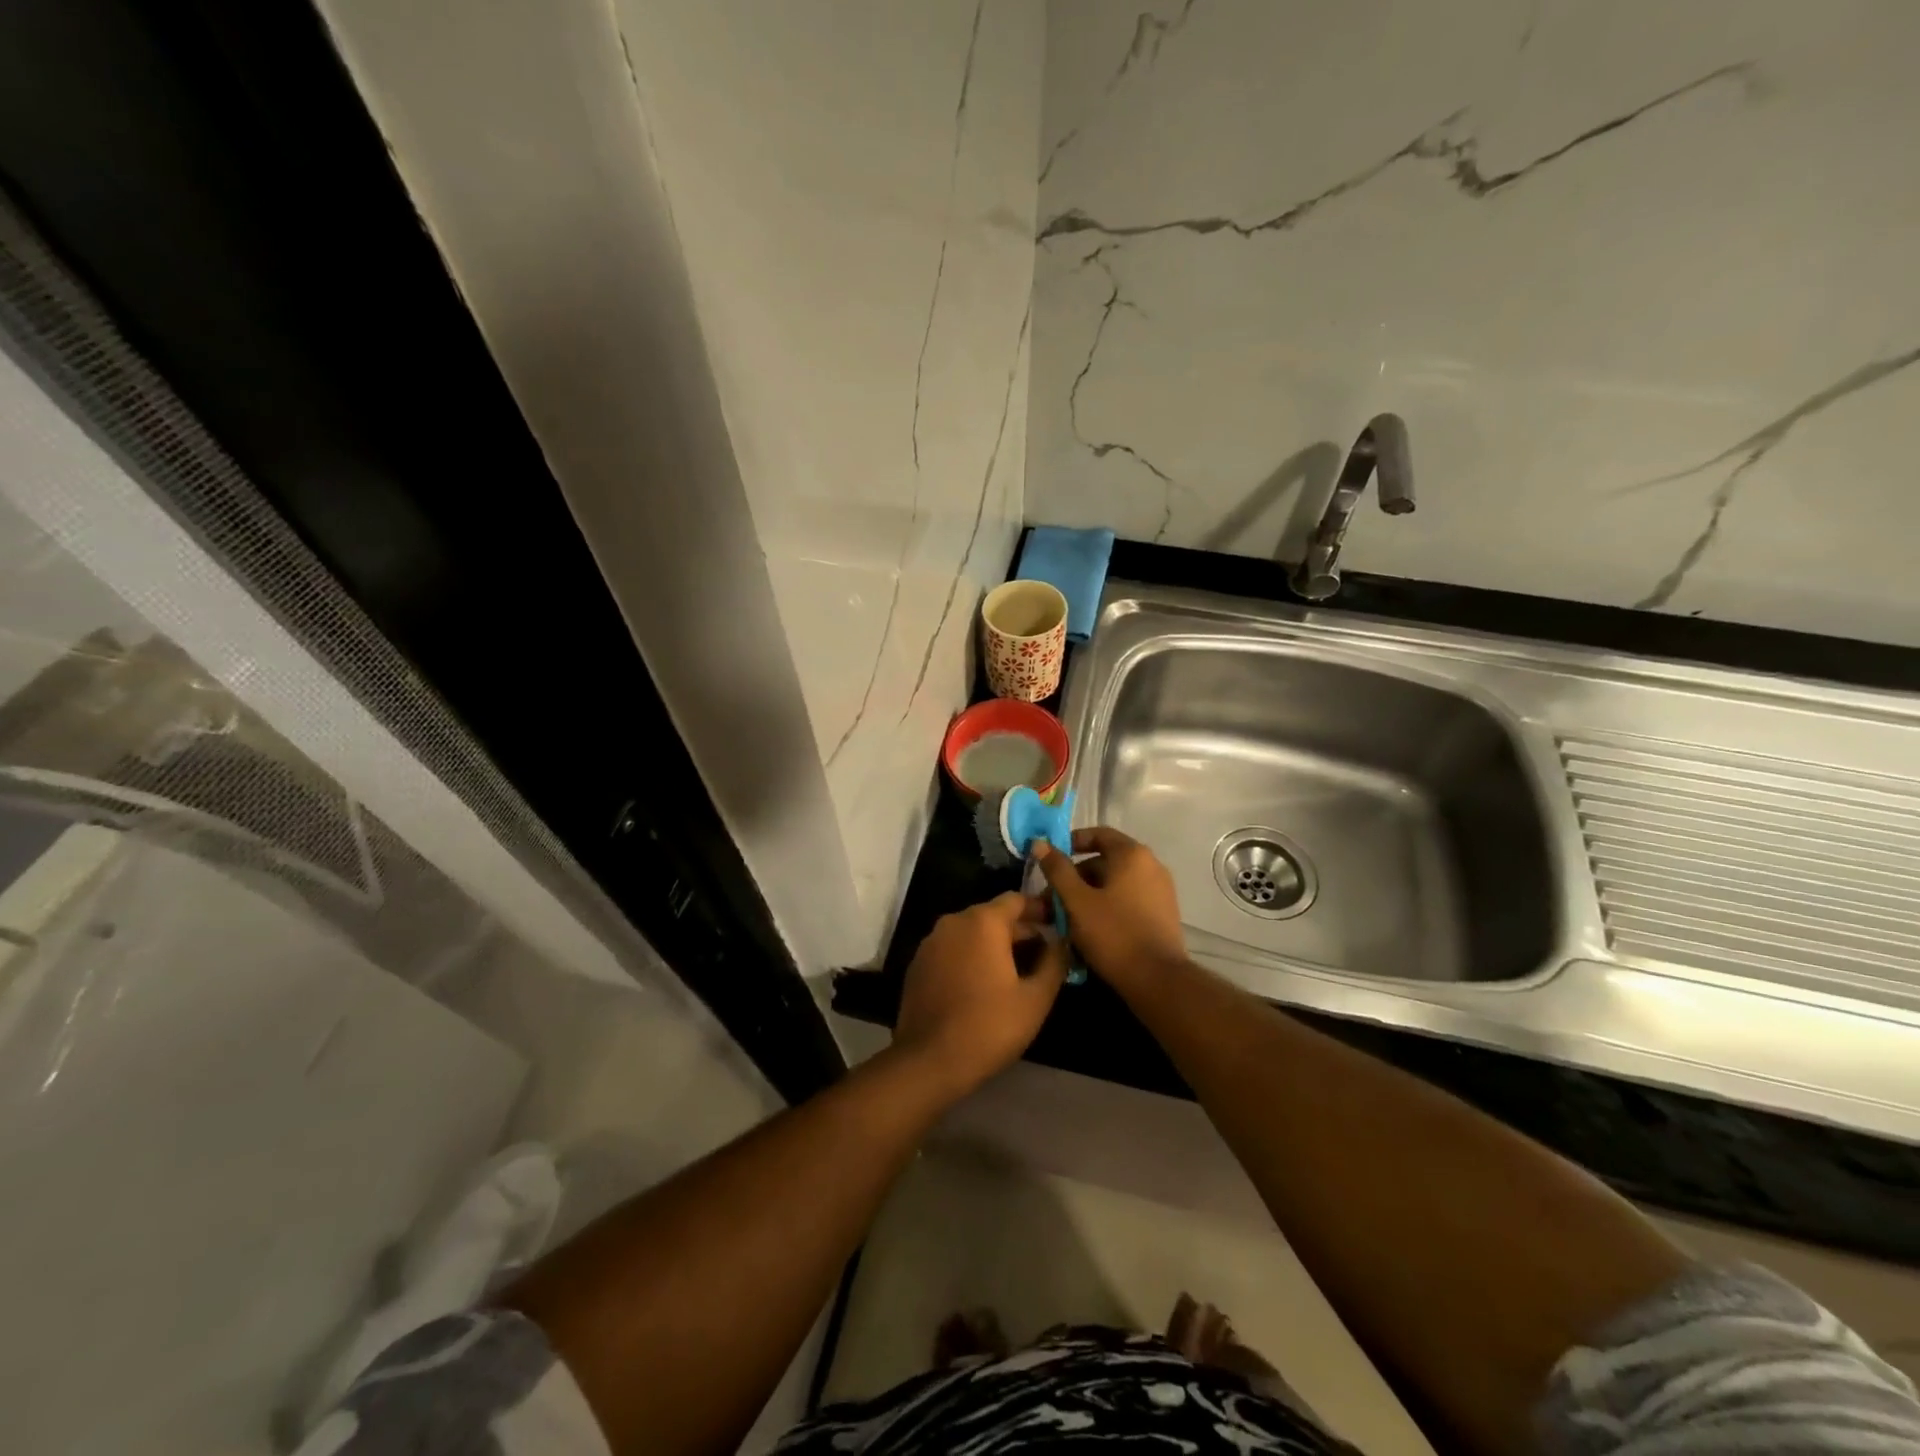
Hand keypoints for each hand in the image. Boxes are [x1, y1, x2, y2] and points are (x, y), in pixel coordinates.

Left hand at [892, 892, 1067, 1095]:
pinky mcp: (918, 965)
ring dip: (995, 946)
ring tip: (1018, 973)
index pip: (1016, 900)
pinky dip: (971, 958)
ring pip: (971, 934)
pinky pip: (952, 950)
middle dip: (1020, 932)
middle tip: (1044, 955)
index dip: (1040, 909)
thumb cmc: (989, 1026)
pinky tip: (984, 986)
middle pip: (993, 916)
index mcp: (983, 922)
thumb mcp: (1036, 998)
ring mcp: (931, 943)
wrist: (929, 1061)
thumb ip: (1054, 962)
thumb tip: (1060, 942)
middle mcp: (954, 922)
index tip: (1058, 925)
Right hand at [1034, 827, 1186, 993]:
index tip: (1050, 860)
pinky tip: (1090, 930)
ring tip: (1066, 918)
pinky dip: (1107, 907)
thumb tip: (1040, 843)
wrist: (1158, 980)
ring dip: (1089, 895)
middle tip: (1052, 899)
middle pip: (1105, 861)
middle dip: (1075, 877)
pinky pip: (1129, 900)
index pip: (1098, 834)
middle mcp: (1151, 865)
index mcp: (1132, 854)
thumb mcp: (1077, 901)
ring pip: (1115, 884)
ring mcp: (1160, 890)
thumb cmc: (1114, 934)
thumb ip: (1058, 870)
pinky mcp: (1163, 914)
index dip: (1071, 843)